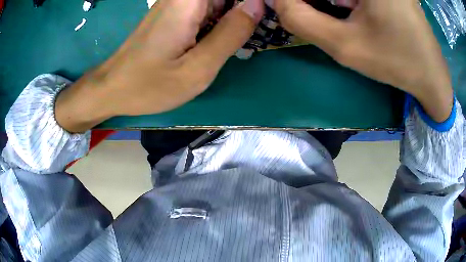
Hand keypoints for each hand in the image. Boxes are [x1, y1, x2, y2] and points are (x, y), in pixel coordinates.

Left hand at [55, 0, 263, 132]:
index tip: (265, 15)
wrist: (113, 88)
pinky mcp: (173, 13)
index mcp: (189, 1)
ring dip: (233, 15)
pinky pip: (205, 9)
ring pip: (217, 2)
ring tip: (237, 39)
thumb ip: (231, 34)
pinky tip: (220, 39)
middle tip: (251, 34)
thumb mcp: (198, 68)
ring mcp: (176, 3)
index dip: (251, 1)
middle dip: (244, 8)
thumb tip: (257, 6)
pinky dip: (219, 20)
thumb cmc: (149, 84)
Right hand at [268, 0, 452, 121]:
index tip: (296, 11)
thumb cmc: (396, 62)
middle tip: (324, 18)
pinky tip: (352, 12)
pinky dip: (347, 2)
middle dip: (318, 3)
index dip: (300, 1)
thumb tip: (276, 0)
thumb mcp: (346, 46)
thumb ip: (302, 20)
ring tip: (345, 18)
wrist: (431, 76)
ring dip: (333, 2)